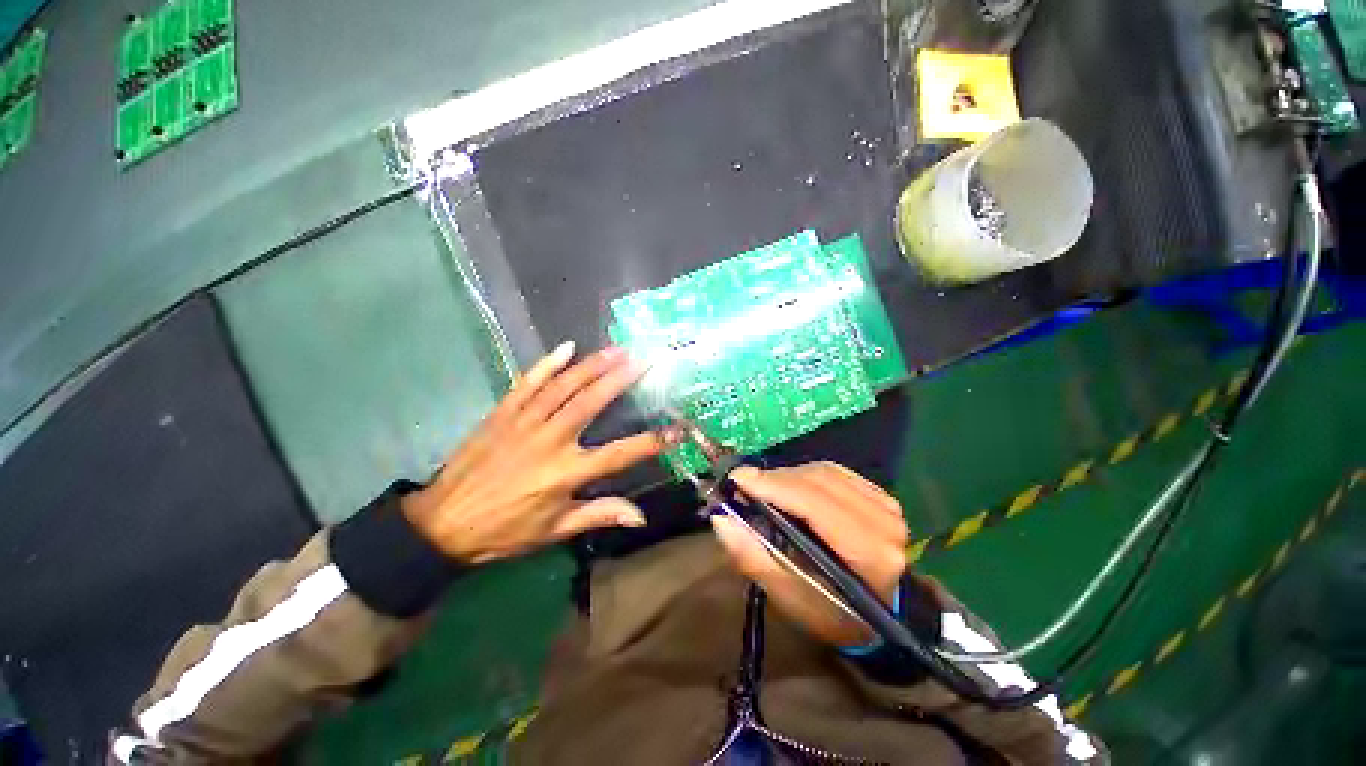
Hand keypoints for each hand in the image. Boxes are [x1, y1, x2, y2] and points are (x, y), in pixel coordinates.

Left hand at [402, 342, 674, 563]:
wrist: (442, 523)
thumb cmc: (505, 531)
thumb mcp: (555, 531)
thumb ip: (599, 514)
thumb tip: (640, 516)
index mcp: (565, 473)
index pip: (619, 454)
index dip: (651, 441)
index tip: (677, 428)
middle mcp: (549, 441)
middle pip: (591, 402)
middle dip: (621, 378)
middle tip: (644, 358)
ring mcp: (524, 422)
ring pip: (564, 386)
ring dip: (592, 365)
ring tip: (617, 349)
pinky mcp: (503, 412)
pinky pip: (527, 382)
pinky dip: (547, 363)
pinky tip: (567, 348)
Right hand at [711, 462, 907, 646]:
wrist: (878, 613)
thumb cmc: (832, 613)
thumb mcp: (789, 598)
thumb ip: (753, 557)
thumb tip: (721, 518)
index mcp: (869, 554)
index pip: (814, 504)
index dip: (773, 486)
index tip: (737, 478)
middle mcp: (883, 522)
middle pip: (818, 481)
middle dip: (775, 478)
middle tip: (743, 483)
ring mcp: (886, 505)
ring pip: (824, 471)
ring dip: (787, 475)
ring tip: (762, 487)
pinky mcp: (880, 495)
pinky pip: (834, 471)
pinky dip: (804, 474)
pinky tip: (789, 485)